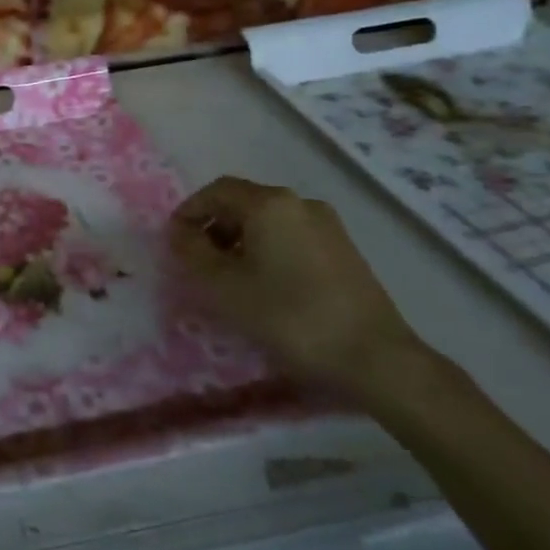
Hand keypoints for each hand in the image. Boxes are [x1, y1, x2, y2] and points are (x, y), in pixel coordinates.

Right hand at [168, 176, 424, 397]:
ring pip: (268, 221)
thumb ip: (192, 253)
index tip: (174, 242)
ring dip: (240, 240)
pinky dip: (267, 250)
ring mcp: (327, 226)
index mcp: (269, 204)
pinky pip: (291, 236)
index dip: (189, 212)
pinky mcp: (344, 250)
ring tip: (229, 277)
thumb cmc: (289, 316)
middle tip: (197, 261)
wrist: (375, 358)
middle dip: (213, 227)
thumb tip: (178, 232)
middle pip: (243, 202)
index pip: (216, 191)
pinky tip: (265, 285)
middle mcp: (300, 203)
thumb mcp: (224, 287)